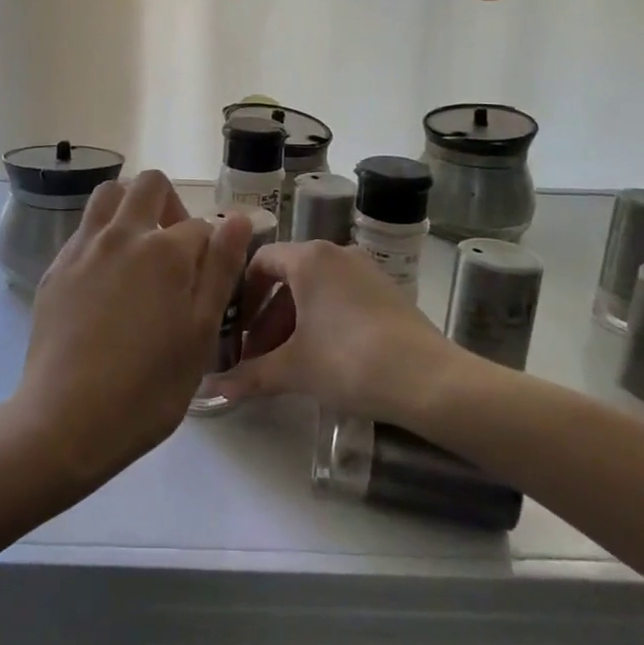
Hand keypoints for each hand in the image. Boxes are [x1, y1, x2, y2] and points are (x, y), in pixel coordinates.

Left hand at [12, 171, 250, 487]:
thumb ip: (221, 270)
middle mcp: (121, 235)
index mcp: (164, 250)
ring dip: (130, 207)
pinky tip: (106, 279)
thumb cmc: (148, 387)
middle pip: (149, 185)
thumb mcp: (201, 333)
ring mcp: (83, 248)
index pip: (199, 225)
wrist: (66, 420)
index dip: (211, 248)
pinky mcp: (56, 268)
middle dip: (170, 204)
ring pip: (108, 195)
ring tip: (139, 251)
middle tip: (175, 250)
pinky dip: (102, 235)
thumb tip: (238, 219)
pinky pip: (84, 229)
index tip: (208, 280)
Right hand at [217, 239, 469, 424]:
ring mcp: (366, 271)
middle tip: (256, 355)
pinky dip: (322, 321)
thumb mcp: (294, 369)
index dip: (241, 295)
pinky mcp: (388, 292)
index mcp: (309, 258)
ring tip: (286, 363)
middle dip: (266, 317)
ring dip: (293, 323)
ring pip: (315, 290)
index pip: (260, 261)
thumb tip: (213, 390)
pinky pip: (341, 298)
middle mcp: (336, 254)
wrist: (430, 381)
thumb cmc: (349, 361)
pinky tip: (322, 359)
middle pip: (287, 278)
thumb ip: (250, 375)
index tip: (234, 329)